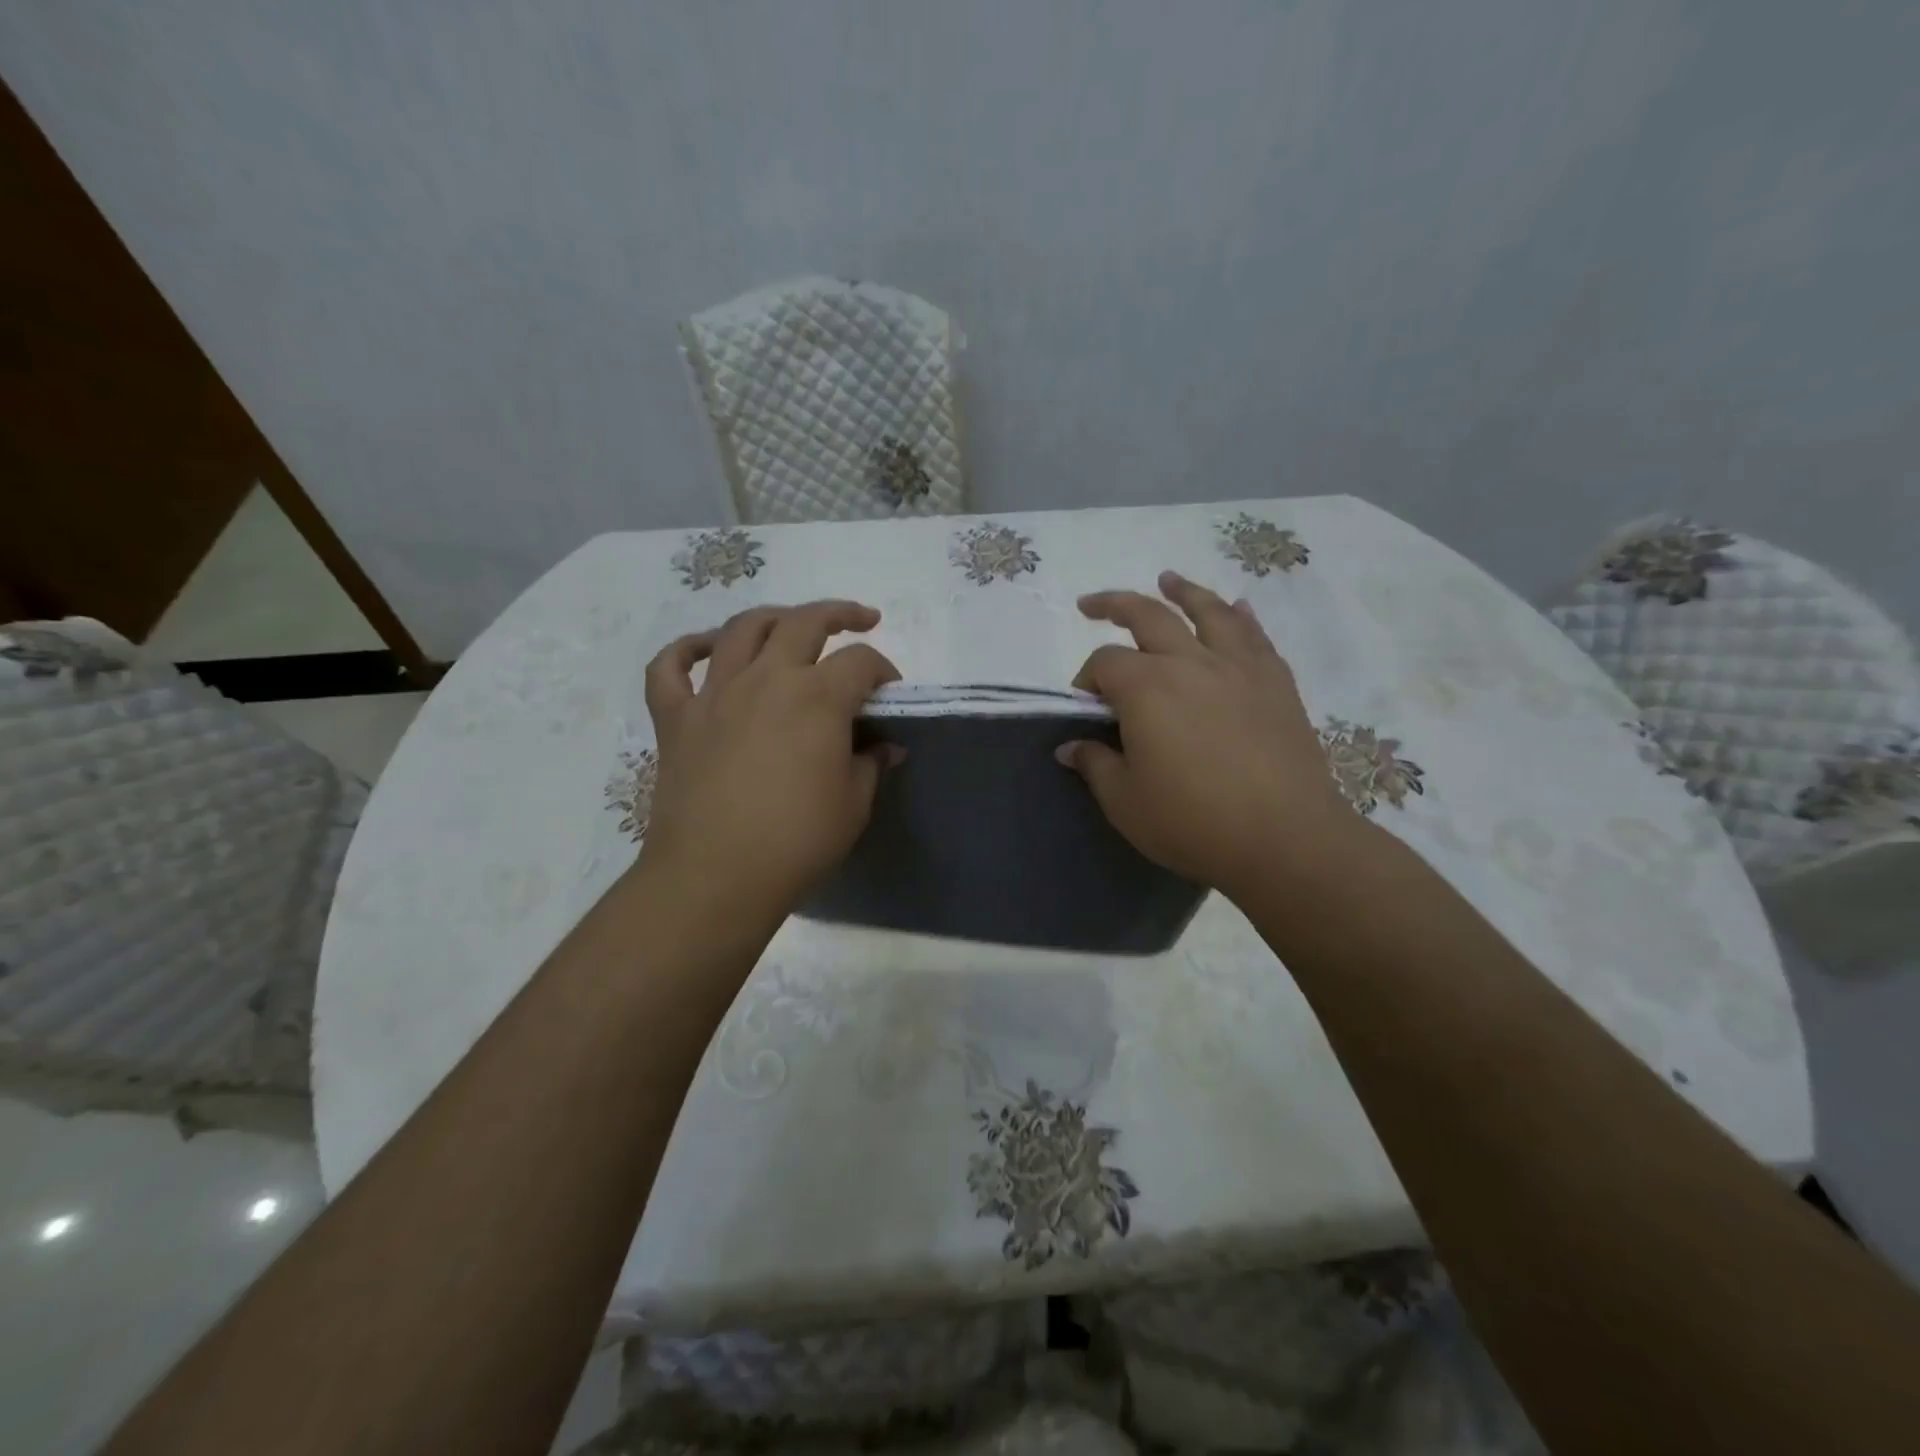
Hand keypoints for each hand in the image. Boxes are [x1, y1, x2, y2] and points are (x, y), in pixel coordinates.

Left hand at [638, 601, 899, 924]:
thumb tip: (885, 747)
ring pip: (742, 629)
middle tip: (860, 621)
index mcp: (817, 697)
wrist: (715, 876)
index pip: (861, 662)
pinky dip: (686, 650)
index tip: (890, 691)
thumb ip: (870, 765)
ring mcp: (715, 693)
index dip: (883, 669)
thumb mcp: (853, 805)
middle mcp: (766, 678)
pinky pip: (669, 668)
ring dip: (773, 618)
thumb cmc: (796, 842)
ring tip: (790, 625)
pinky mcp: (675, 717)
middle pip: (806, 622)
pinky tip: (705, 650)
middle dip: (840, 614)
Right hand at [1059, 571, 1367, 902]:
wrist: (1285, 837)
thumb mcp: (1125, 802)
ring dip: (1182, 591)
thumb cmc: (1193, 821)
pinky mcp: (1275, 682)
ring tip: (1168, 580)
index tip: (1085, 706)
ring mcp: (1238, 667)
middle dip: (1114, 605)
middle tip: (1091, 604)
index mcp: (1146, 688)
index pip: (1104, 663)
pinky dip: (1240, 616)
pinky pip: (1254, 636)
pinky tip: (1237, 608)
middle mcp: (1190, 662)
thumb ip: (1095, 765)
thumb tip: (1069, 747)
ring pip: (1207, 611)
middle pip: (1147, 616)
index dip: (1086, 680)